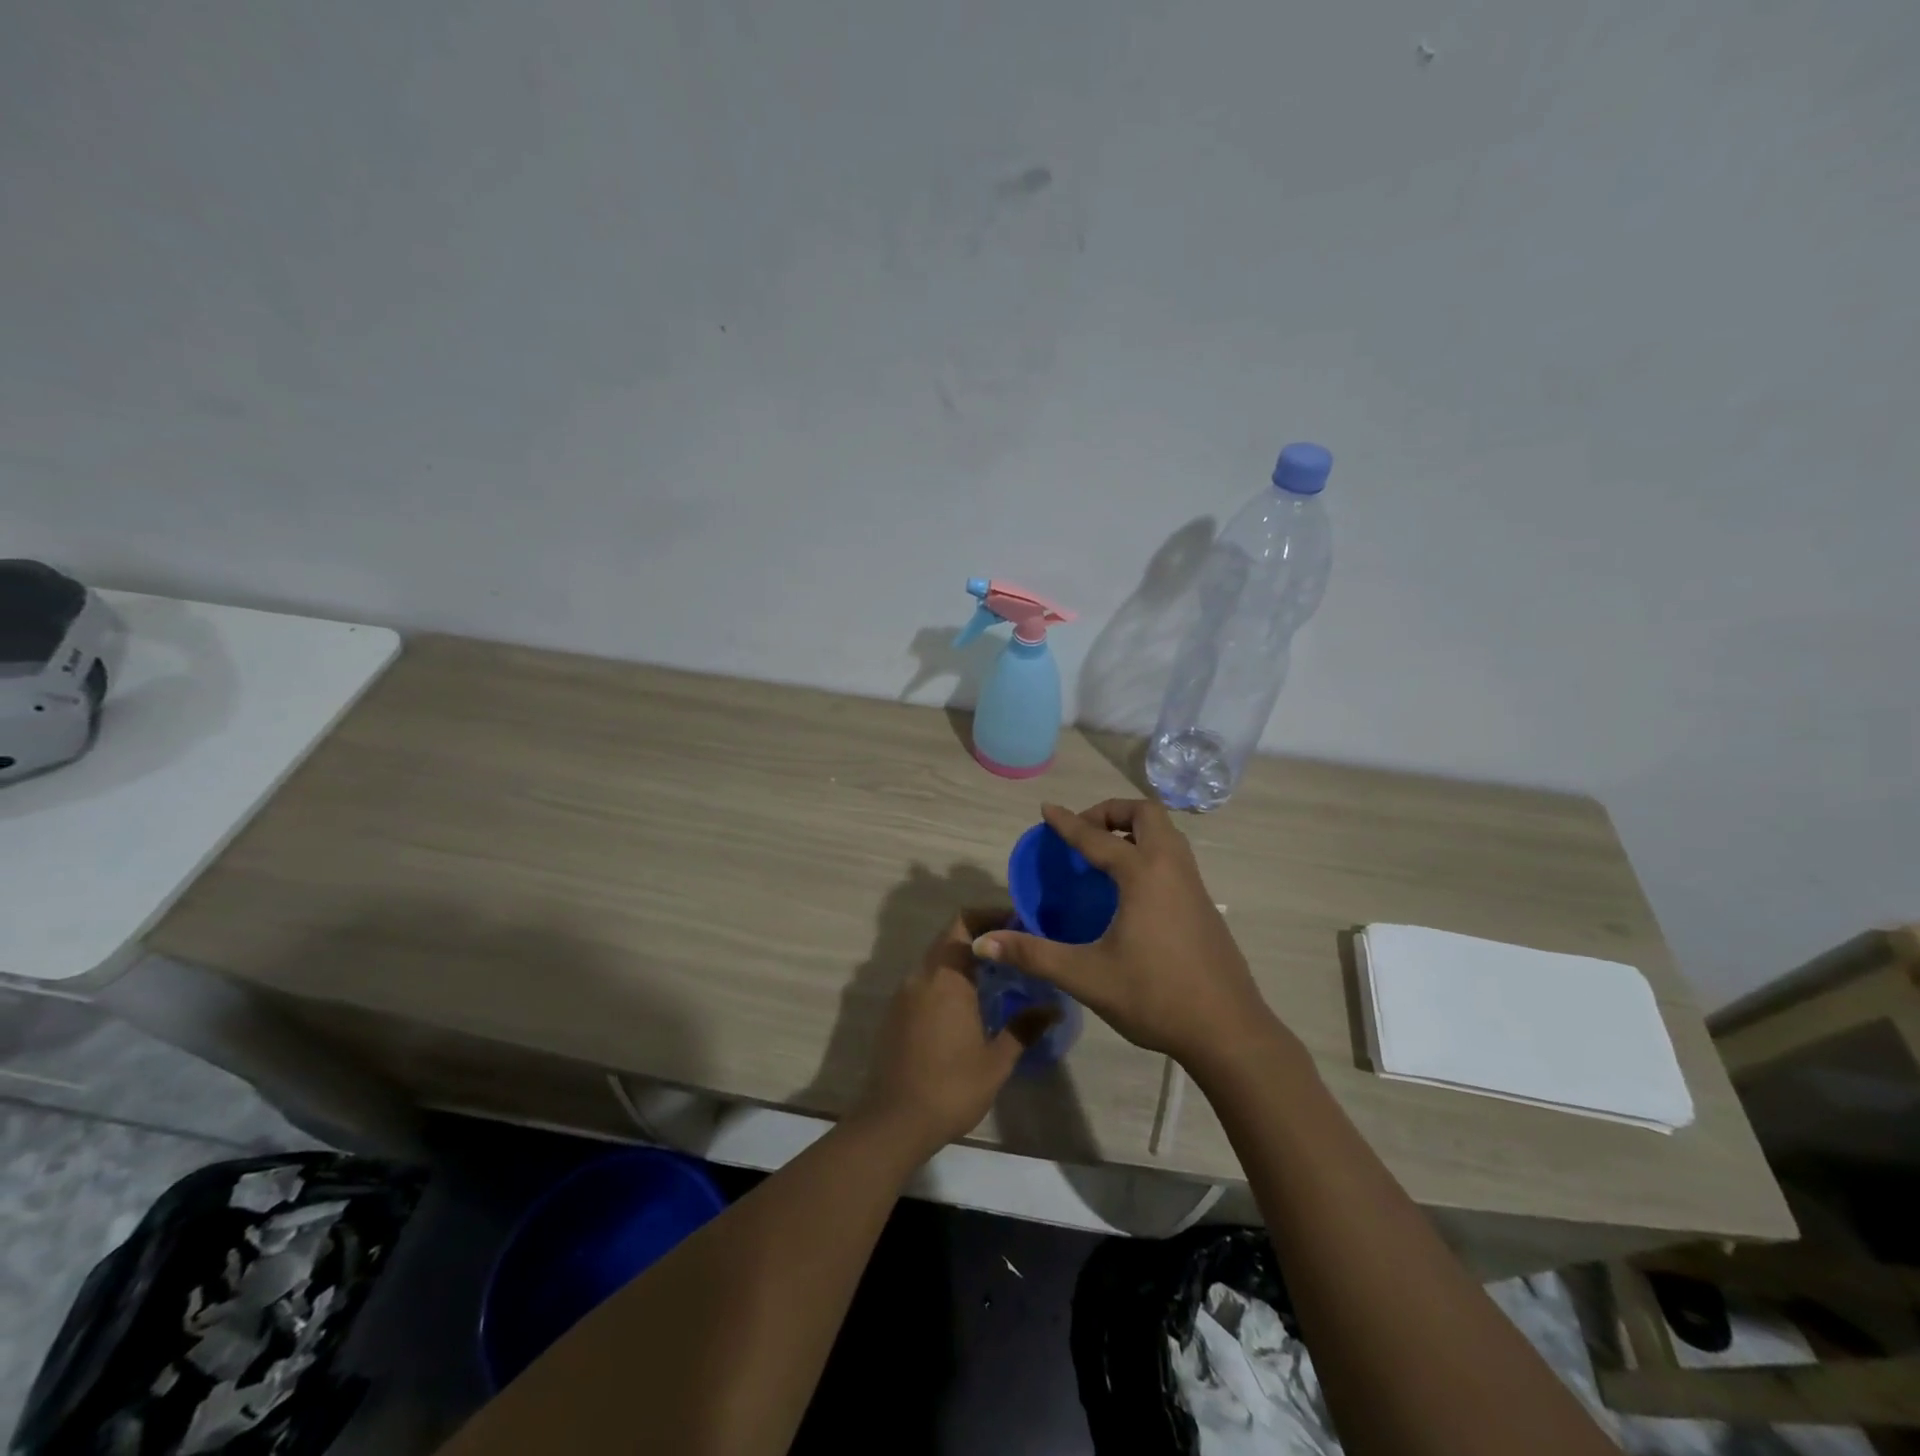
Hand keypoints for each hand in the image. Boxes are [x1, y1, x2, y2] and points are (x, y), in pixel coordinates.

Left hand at [853, 909, 1043, 1152]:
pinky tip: (969, 1005)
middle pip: (950, 938)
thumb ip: (1023, 1028)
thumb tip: (1052, 1007)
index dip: (989, 915)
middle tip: (1015, 951)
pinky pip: (925, 982)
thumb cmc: (950, 1088)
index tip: (1018, 924)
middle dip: (982, 938)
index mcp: (946, 978)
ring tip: (998, 977)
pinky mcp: (895, 1013)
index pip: (964, 923)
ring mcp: (904, 994)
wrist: (894, 1122)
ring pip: (937, 960)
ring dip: (964, 960)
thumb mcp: (996, 1061)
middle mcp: (921, 976)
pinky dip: (948, 980)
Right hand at [972, 800, 1286, 1068]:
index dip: (1067, 822)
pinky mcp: (1204, 905)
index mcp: (1143, 874)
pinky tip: (1132, 889)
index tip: (1046, 810)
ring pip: (1167, 833)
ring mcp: (1194, 885)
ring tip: (1105, 854)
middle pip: (1146, 814)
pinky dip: (1150, 851)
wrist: (1228, 1031)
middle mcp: (1172, 867)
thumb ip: (1033, 954)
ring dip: (1135, 829)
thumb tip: (982, 942)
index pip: (1097, 837)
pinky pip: (1175, 857)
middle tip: (1084, 832)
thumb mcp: (1086, 977)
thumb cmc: (1155, 997)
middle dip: (1112, 811)